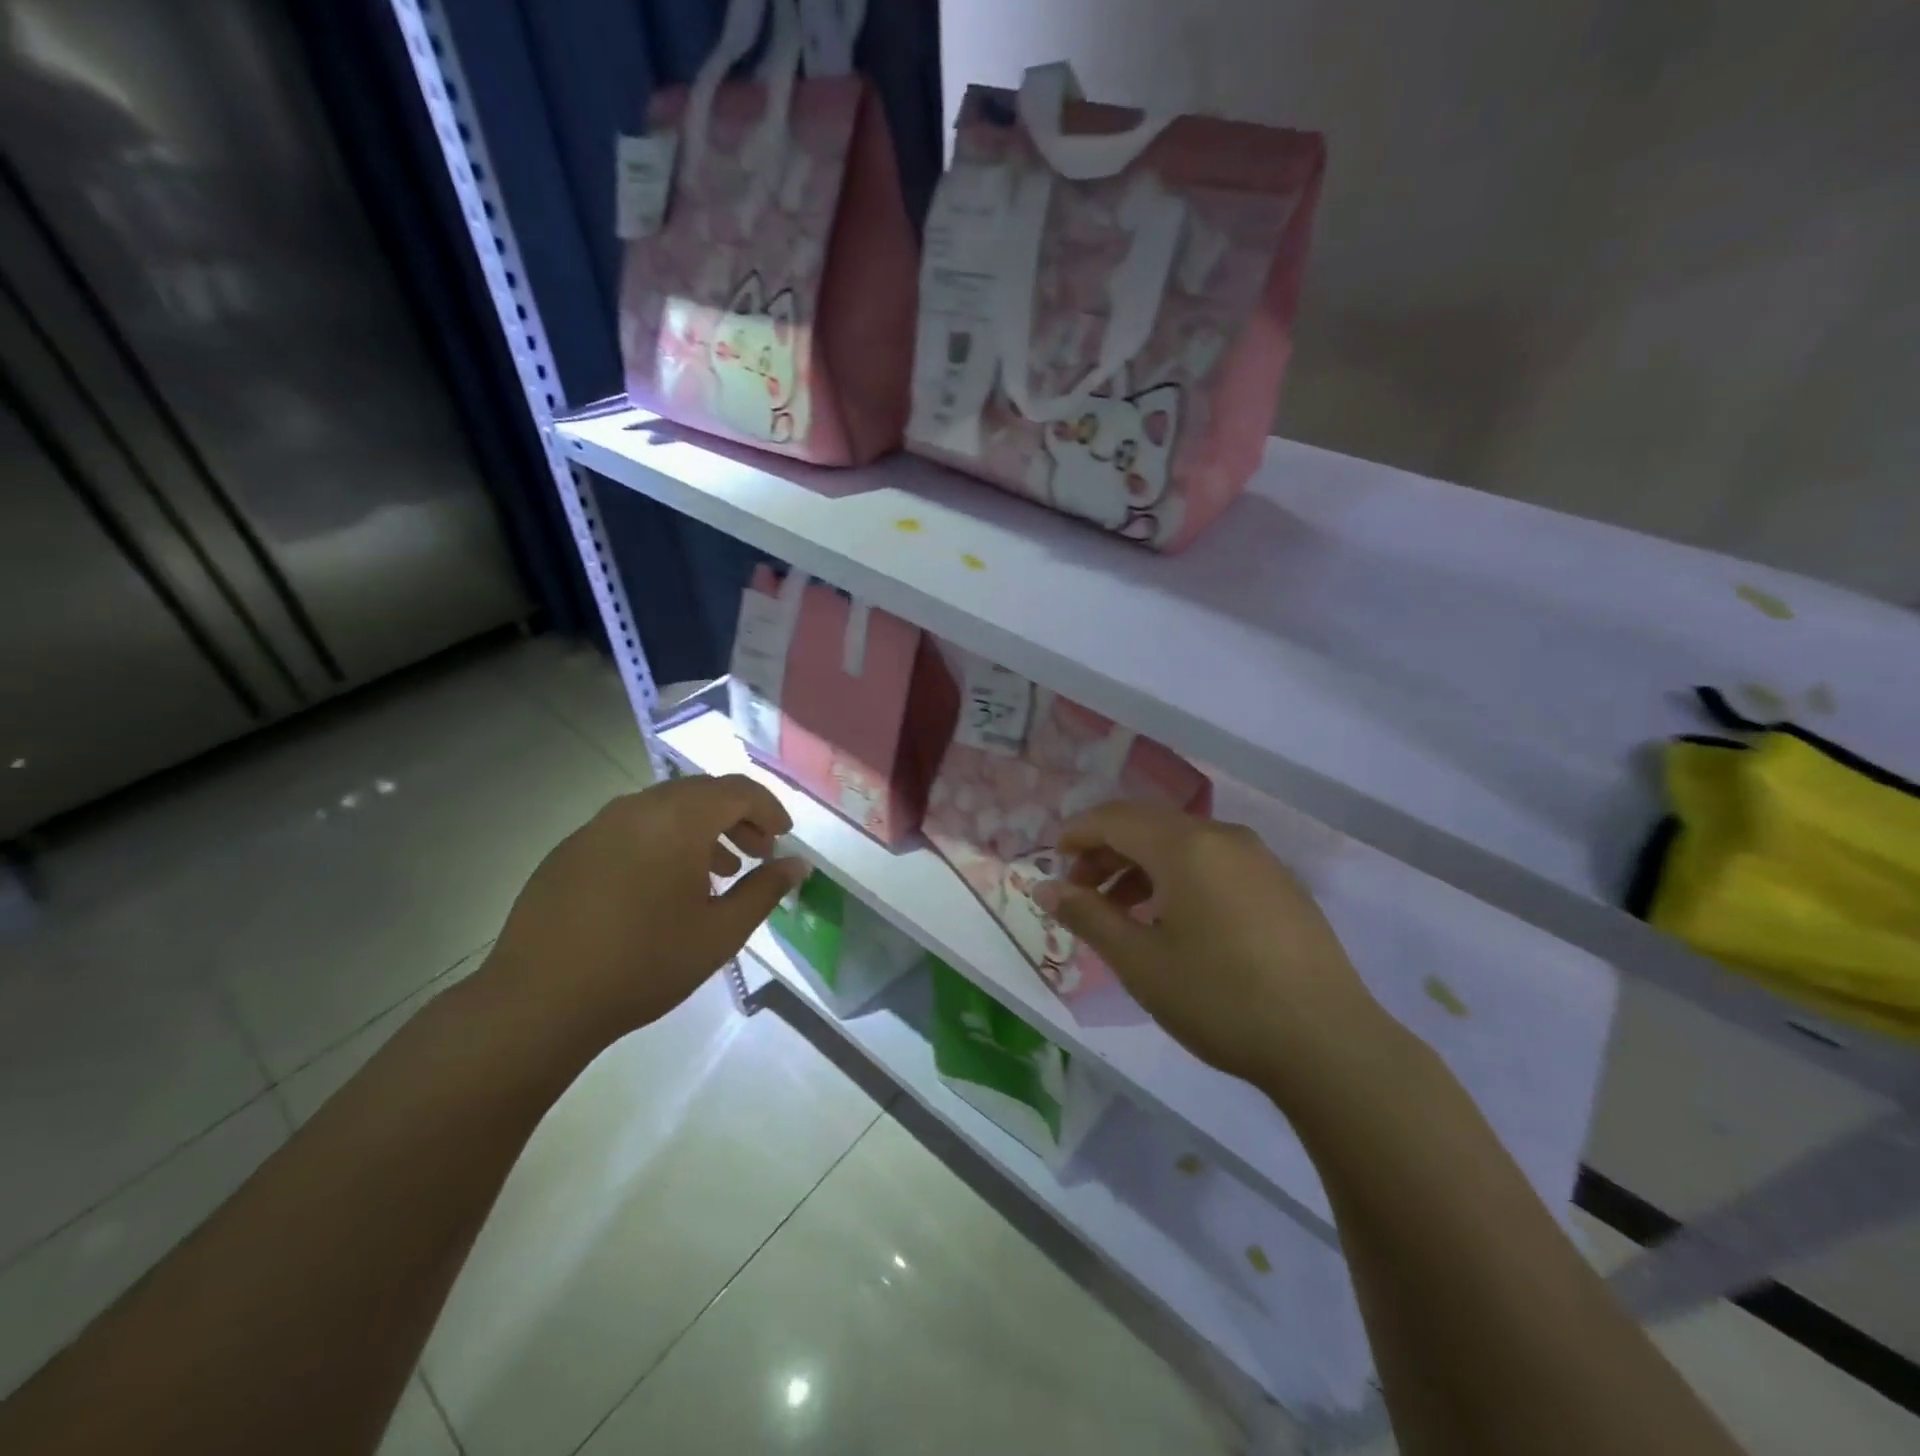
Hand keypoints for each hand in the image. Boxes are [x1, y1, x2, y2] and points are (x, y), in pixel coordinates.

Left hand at [478, 774, 806, 1059]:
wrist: (538, 1001)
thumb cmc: (644, 964)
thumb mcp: (720, 932)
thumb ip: (766, 890)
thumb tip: (798, 865)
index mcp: (678, 820)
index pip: (737, 791)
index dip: (768, 809)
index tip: (784, 839)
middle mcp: (637, 808)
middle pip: (701, 793)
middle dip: (737, 817)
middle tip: (758, 854)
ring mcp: (597, 826)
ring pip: (665, 809)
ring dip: (701, 830)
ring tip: (718, 873)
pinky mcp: (570, 849)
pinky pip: (631, 828)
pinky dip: (662, 841)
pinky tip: (663, 887)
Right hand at [1037, 802, 1390, 1096]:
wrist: (1328, 1043)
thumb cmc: (1220, 999)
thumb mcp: (1140, 962)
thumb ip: (1088, 916)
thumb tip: (1045, 888)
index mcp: (1185, 846)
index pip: (1115, 818)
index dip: (1077, 834)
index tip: (1053, 865)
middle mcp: (1222, 836)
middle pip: (1148, 825)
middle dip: (1106, 851)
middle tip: (1081, 893)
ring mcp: (1258, 858)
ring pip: (1182, 843)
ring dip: (1142, 866)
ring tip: (1122, 912)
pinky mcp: (1280, 884)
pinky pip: (1213, 861)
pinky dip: (1178, 876)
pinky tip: (1174, 921)